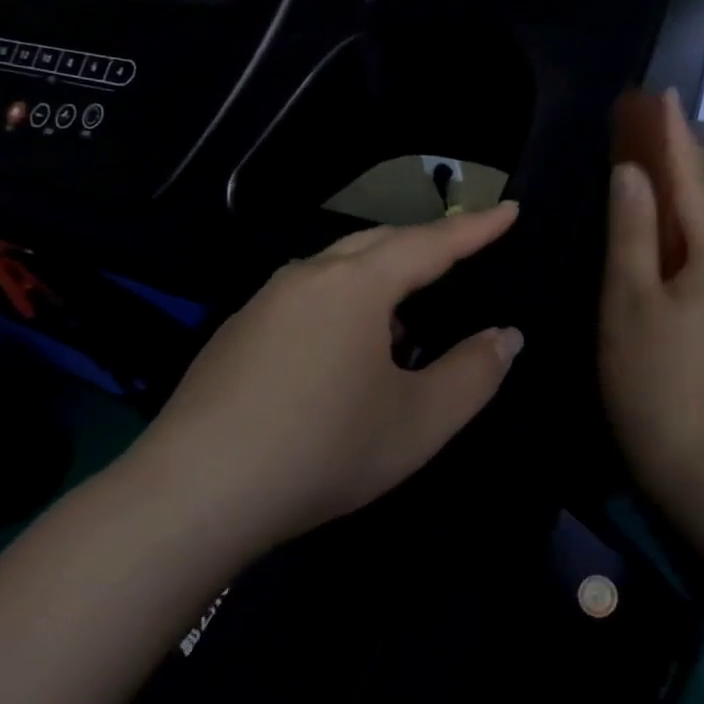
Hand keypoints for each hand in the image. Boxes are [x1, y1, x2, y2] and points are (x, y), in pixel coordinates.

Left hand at [124, 205, 524, 544]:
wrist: (194, 494)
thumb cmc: (324, 449)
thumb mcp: (419, 421)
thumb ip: (473, 373)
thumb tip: (506, 336)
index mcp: (356, 285)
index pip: (430, 243)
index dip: (476, 228)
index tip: (509, 209)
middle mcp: (307, 277)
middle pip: (379, 243)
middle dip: (427, 243)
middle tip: (465, 252)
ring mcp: (264, 302)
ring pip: (338, 269)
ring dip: (382, 279)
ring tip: (409, 318)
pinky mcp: (237, 332)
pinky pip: (307, 298)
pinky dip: (344, 305)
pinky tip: (346, 354)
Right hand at [600, 93, 703, 493]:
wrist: (685, 449)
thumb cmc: (647, 372)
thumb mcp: (628, 297)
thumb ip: (631, 230)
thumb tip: (632, 172)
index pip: (692, 181)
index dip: (674, 137)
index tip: (662, 95)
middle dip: (683, 169)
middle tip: (642, 154)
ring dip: (686, 203)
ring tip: (646, 197)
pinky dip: (687, 234)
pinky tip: (660, 246)